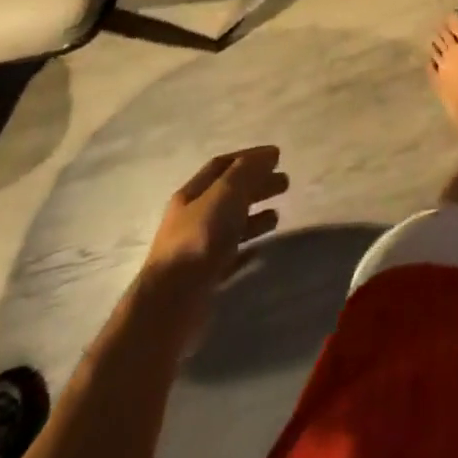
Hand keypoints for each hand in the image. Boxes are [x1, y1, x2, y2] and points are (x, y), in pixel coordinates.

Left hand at [143, 147, 288, 289]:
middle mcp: (192, 218)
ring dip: (255, 216)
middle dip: (257, 184)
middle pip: (229, 194)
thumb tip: (269, 154)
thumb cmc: (200, 238)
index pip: (222, 165)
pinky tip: (261, 248)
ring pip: (231, 224)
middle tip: (285, 183)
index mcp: (192, 194)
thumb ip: (248, 170)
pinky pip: (230, 255)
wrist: (172, 303)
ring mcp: (197, 249)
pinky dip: (247, 246)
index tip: (277, 156)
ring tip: (277, 216)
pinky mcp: (205, 277)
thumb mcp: (226, 193)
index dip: (250, 157)